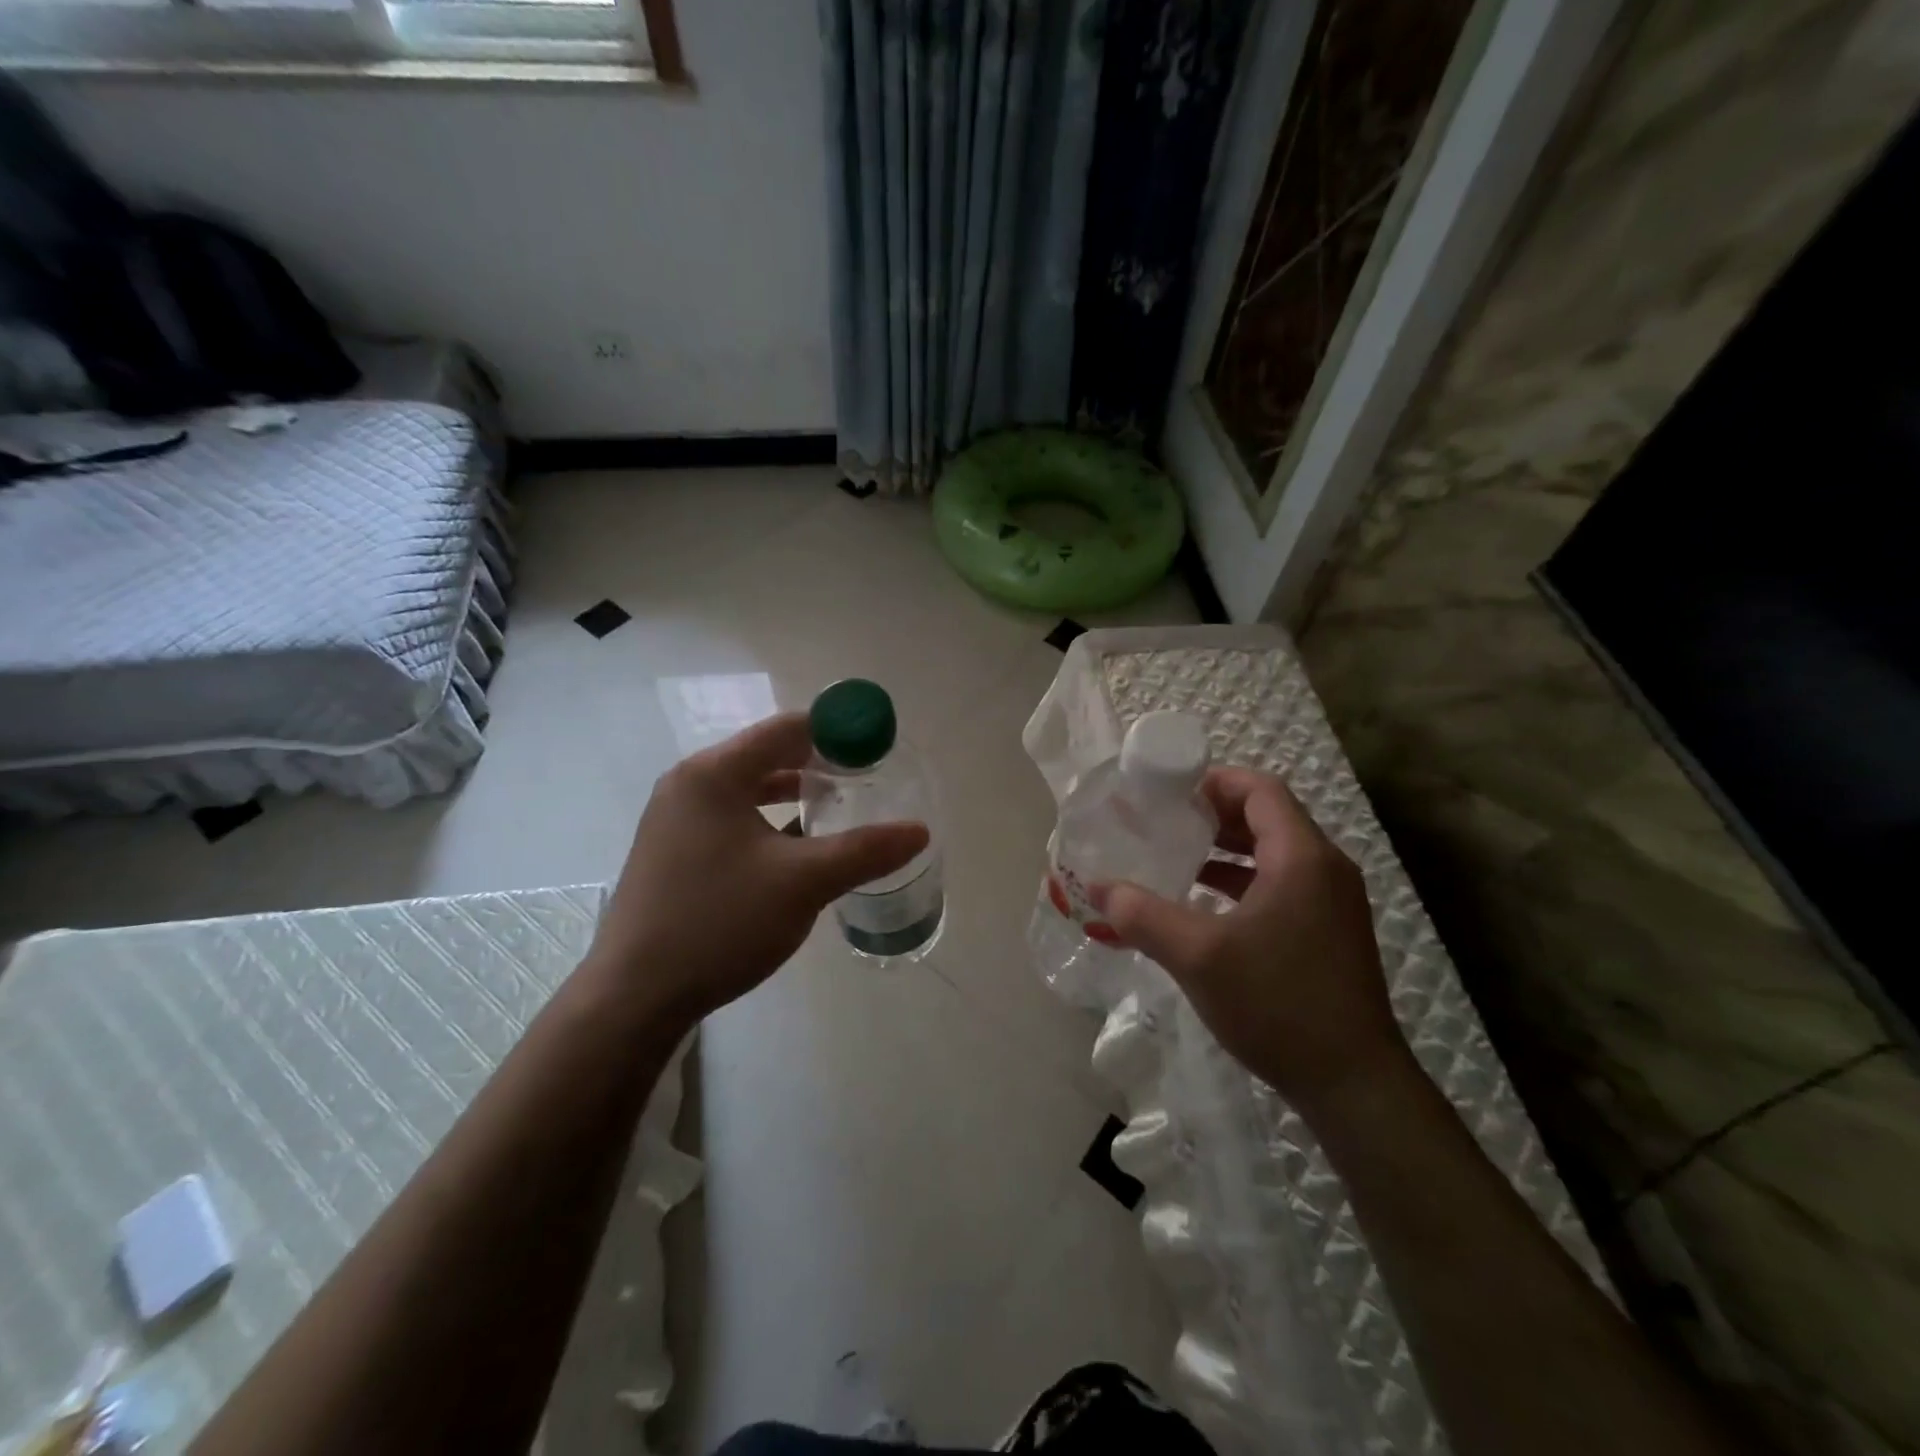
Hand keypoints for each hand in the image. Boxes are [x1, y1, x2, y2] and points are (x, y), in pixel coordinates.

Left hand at [585, 713, 928, 1028]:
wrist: (633, 996)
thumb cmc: (718, 923)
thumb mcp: (802, 884)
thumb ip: (865, 851)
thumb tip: (920, 831)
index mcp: (714, 773)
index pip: (788, 729)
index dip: (838, 732)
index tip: (879, 750)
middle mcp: (690, 783)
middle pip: (768, 755)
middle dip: (820, 764)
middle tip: (867, 782)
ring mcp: (676, 818)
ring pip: (750, 790)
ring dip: (795, 795)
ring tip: (839, 810)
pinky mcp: (674, 850)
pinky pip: (733, 818)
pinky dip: (770, 822)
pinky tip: (798, 848)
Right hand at [1094, 767, 1407, 1113]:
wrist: (1353, 1084)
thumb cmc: (1277, 1003)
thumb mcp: (1198, 956)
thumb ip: (1143, 915)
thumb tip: (1098, 887)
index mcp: (1302, 857)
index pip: (1260, 790)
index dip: (1214, 782)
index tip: (1168, 794)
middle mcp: (1324, 869)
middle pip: (1267, 817)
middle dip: (1214, 815)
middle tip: (1164, 822)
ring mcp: (1332, 902)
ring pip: (1274, 853)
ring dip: (1227, 850)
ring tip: (1177, 858)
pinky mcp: (1329, 932)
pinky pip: (1282, 884)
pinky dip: (1243, 881)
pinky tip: (1205, 904)